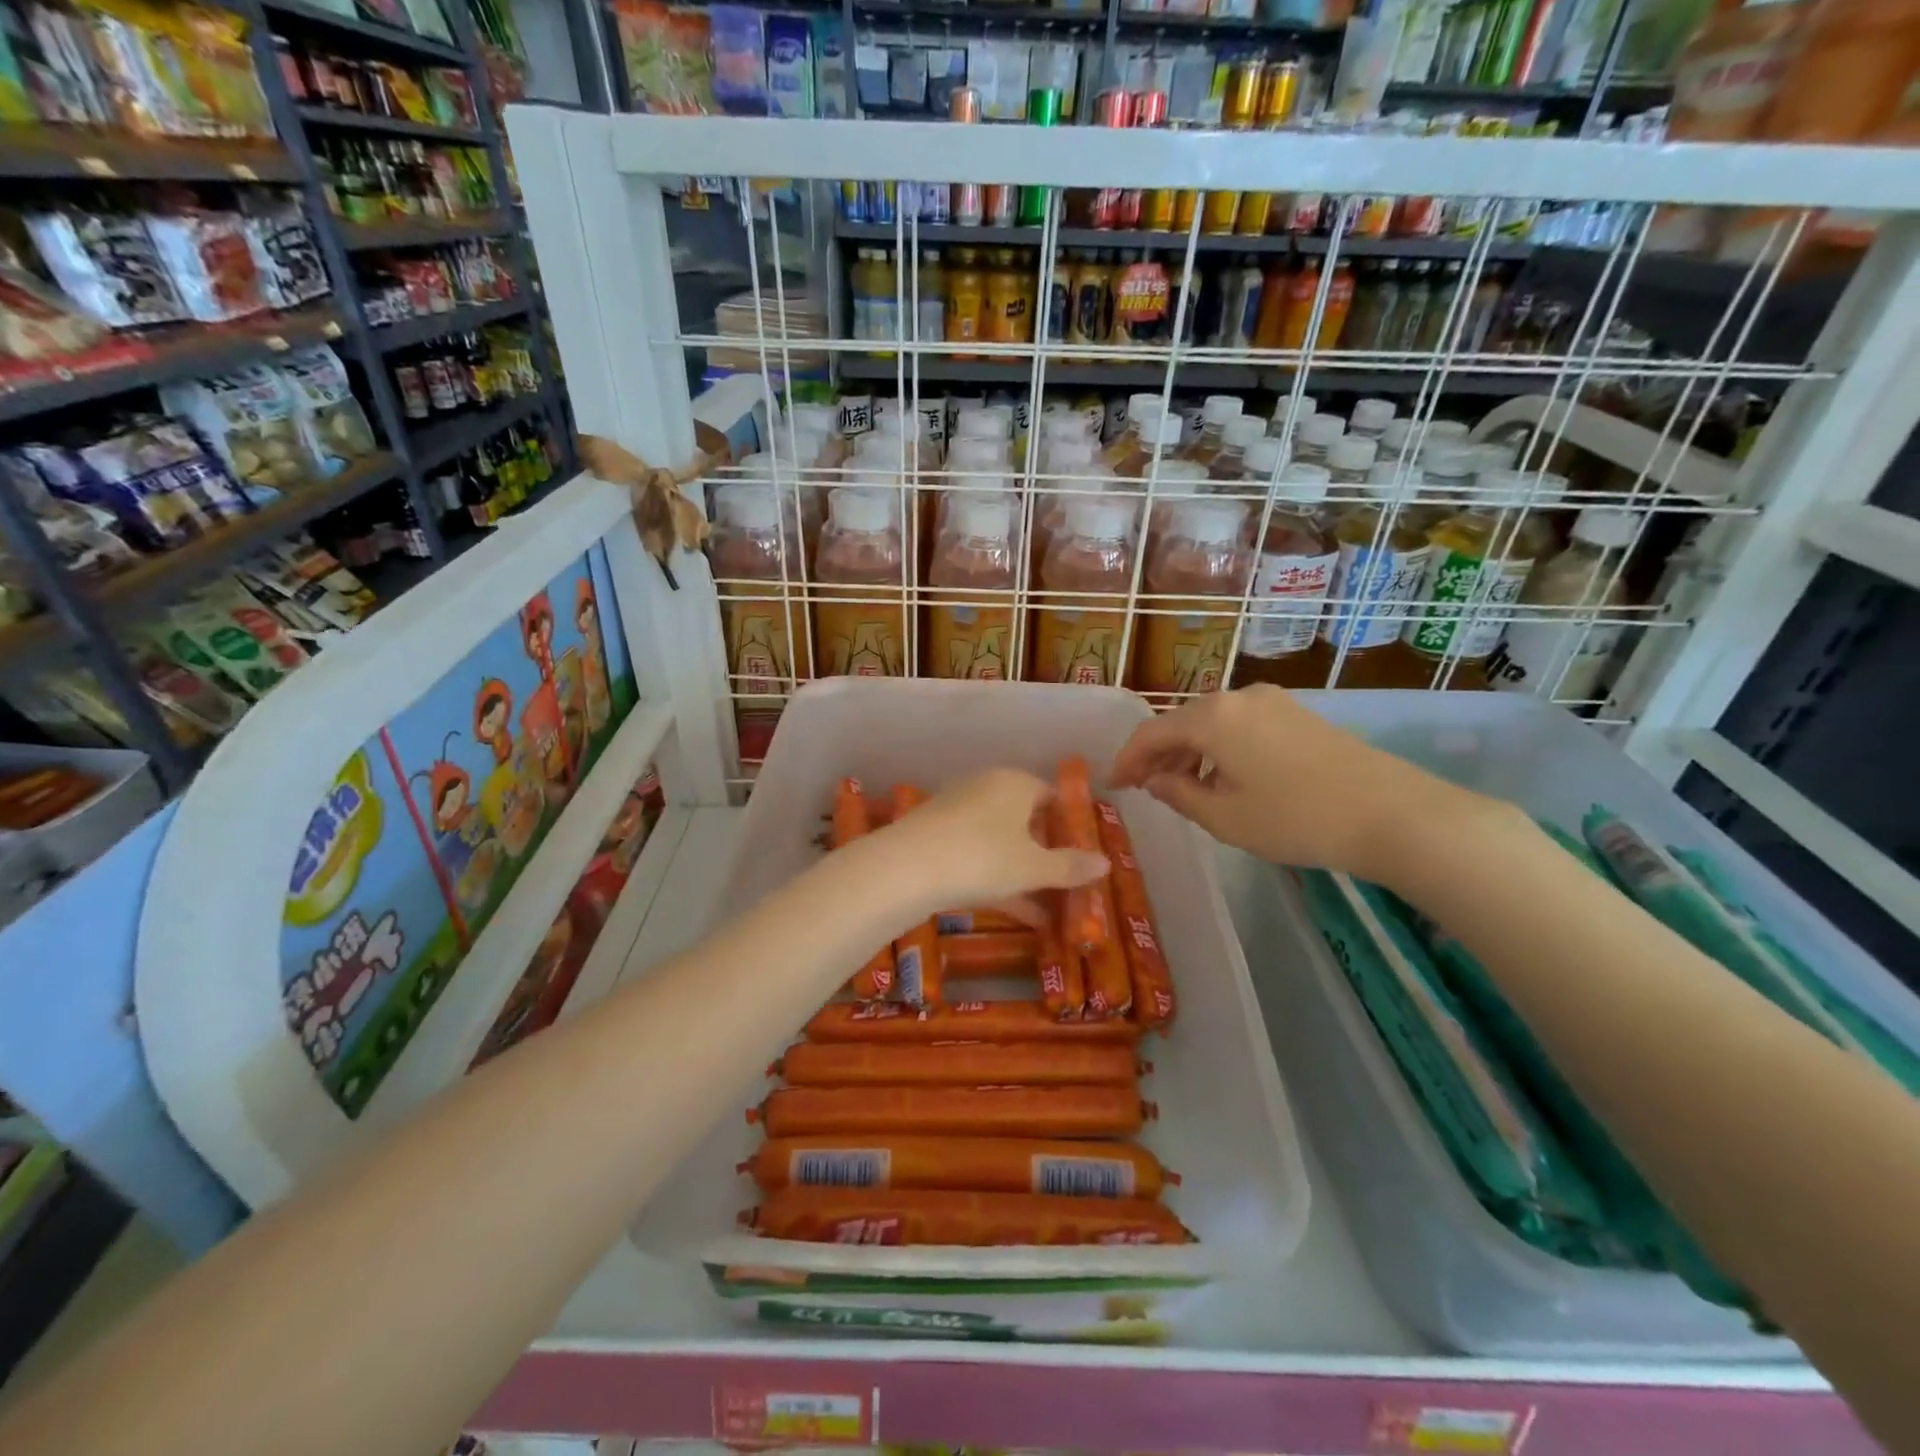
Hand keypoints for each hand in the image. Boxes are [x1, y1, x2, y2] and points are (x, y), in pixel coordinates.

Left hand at [862, 768, 1107, 924]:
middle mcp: (986, 789)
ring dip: (1025, 874)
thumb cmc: (982, 857)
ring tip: (1051, 910)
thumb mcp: (1033, 867)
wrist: (905, 868)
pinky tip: (1019, 913)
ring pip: (1002, 843)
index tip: (1084, 857)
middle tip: (1068, 886)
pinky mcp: (936, 839)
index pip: (1051, 797)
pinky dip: (1000, 881)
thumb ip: (1070, 866)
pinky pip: (979, 857)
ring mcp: (957, 813)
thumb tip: (1105, 863)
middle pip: (1026, 821)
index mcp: (1014, 783)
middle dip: (1047, 855)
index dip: (1070, 826)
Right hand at [1109, 684, 1485, 878]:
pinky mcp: (1298, 713)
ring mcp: (1273, 702)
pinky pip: (1241, 725)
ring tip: (1183, 788)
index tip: (1113, 785)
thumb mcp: (1225, 818)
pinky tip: (1226, 778)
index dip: (1127, 759)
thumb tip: (1156, 780)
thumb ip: (1178, 794)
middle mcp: (1238, 697)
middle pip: (1182, 722)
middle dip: (1159, 755)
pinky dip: (1221, 749)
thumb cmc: (1296, 819)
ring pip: (1213, 723)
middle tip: (1145, 787)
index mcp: (1212, 717)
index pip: (1151, 732)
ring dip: (1191, 753)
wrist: (1391, 813)